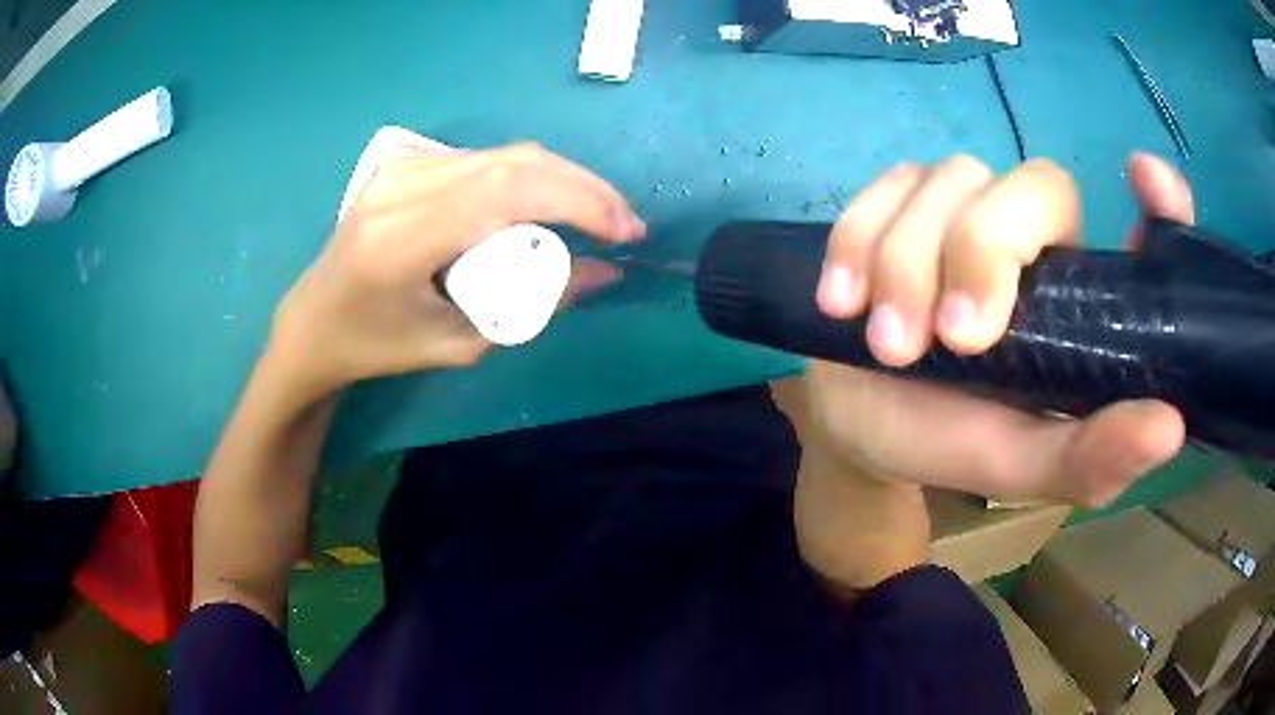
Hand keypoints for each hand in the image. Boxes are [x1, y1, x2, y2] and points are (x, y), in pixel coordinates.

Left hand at [269, 143, 644, 400]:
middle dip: (583, 188)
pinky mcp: (405, 162)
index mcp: (401, 240)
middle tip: (623, 224)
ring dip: (561, 182)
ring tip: (593, 219)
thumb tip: (605, 272)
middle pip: (514, 163)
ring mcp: (400, 166)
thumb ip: (533, 303)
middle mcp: (400, 187)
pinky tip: (543, 208)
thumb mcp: (459, 343)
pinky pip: (484, 161)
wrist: (314, 320)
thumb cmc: (378, 347)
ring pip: (505, 156)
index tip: (626, 232)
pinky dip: (527, 180)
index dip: (579, 201)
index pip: (507, 192)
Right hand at [799, 153, 1191, 507]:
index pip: (1144, 230)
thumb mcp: (1024, 466)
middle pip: (1034, 184)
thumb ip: (1089, 456)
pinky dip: (858, 240)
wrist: (861, 425)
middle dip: (985, 250)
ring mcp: (965, 208)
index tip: (1145, 178)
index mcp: (1085, 298)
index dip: (1158, 201)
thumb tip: (1169, 427)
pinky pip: (883, 186)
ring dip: (909, 263)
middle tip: (955, 339)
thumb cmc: (952, 442)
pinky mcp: (900, 203)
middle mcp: (1037, 238)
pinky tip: (843, 300)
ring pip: (950, 180)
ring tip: (889, 346)